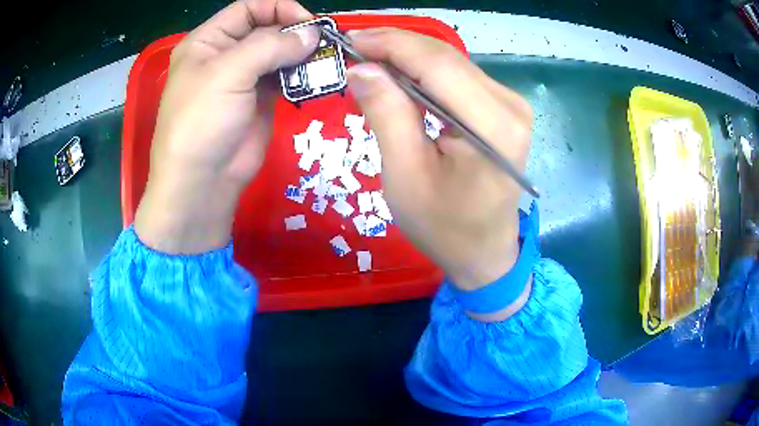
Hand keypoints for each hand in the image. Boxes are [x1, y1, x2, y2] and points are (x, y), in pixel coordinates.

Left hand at [135, 0, 317, 253]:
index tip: (307, 21)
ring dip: (301, 54)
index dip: (277, 8)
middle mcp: (225, 55)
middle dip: (294, 31)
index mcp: (207, 41)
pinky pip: (285, 77)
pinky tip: (315, 77)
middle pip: (266, 28)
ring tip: (324, 59)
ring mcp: (243, 78)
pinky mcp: (259, 100)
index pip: (247, 9)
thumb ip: (271, 46)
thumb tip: (313, 35)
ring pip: (278, 53)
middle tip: (323, 41)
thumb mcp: (228, 73)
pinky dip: (301, 74)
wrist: (202, 181)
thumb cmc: (202, 121)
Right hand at [346, 29, 532, 316]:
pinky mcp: (503, 109)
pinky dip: (424, 71)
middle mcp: (510, 106)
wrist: (484, 253)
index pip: (435, 64)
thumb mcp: (405, 175)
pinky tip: (397, 74)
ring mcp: (511, 105)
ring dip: (407, 56)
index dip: (389, 44)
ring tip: (367, 59)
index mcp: (492, 126)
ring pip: (450, 62)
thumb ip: (386, 114)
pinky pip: (458, 77)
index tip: (349, 40)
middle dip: (395, 46)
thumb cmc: (444, 227)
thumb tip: (362, 68)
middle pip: (445, 57)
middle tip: (352, 47)